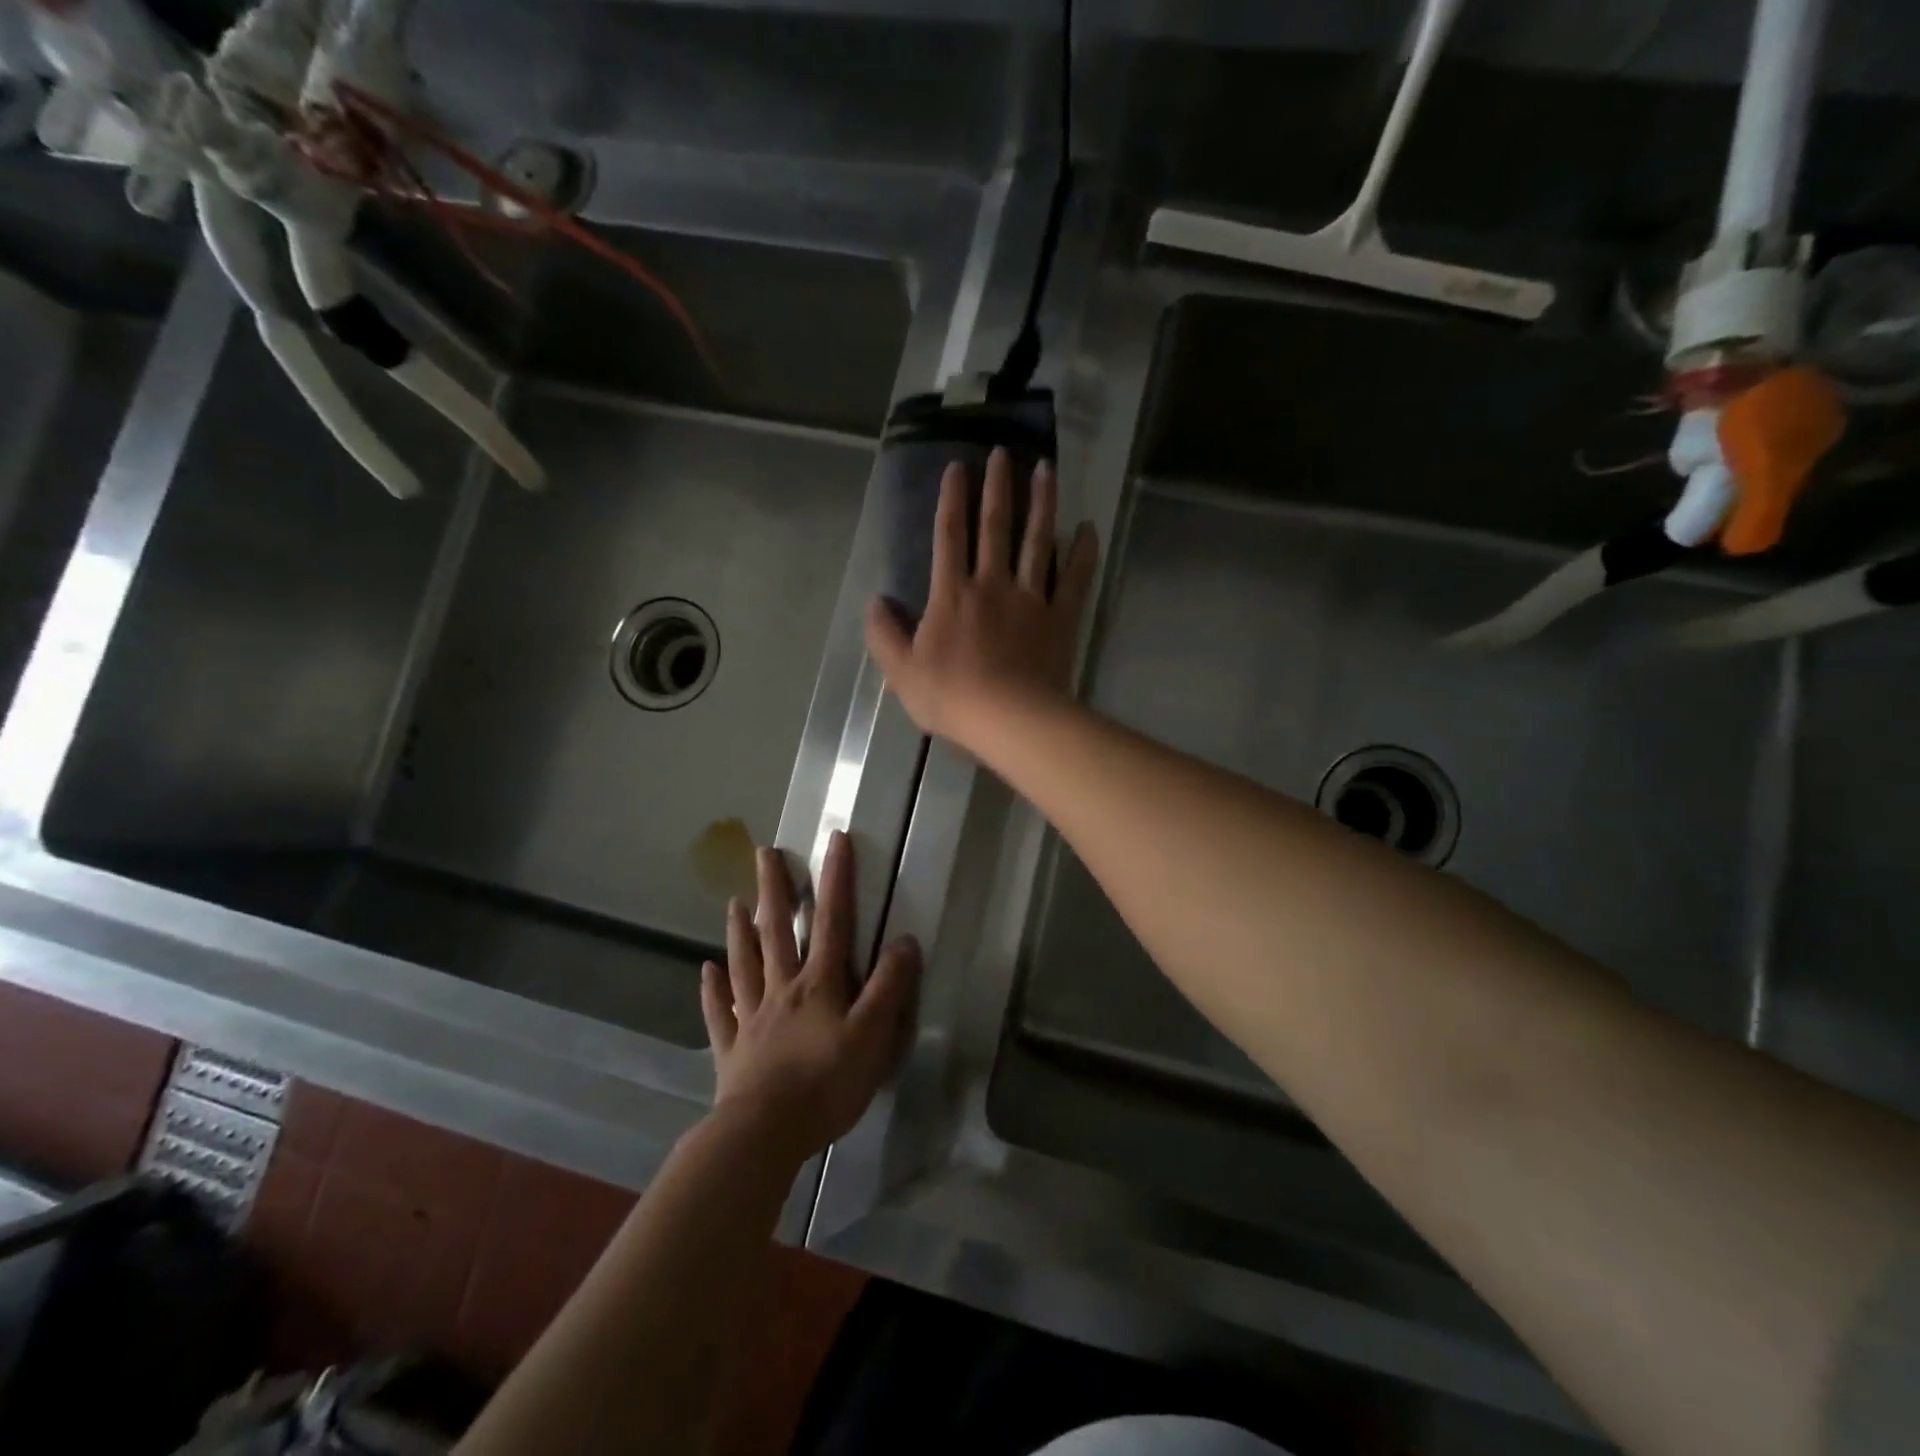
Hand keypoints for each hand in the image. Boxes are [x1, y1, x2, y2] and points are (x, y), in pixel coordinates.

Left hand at [700, 830, 919, 1164]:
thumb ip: (889, 987)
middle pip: (777, 931)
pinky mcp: (732, 1050)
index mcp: (819, 984)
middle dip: (775, 889)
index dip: (836, 879)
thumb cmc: (826, 1084)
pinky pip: (721, 1013)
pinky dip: (713, 990)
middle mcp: (782, 990)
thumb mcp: (873, 1036)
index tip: (834, 839)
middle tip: (764, 852)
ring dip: (740, 930)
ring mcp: (753, 1018)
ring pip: (745, 963)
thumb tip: (905, 940)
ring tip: (734, 900)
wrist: (765, 1134)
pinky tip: (705, 972)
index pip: (832, 921)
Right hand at [865, 446, 1098, 752]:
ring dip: (1042, 503)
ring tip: (1046, 468)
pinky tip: (1088, 528)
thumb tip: (875, 602)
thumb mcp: (901, 671)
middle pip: (995, 527)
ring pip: (1037, 541)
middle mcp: (991, 584)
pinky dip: (1082, 552)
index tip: (958, 468)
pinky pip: (1074, 578)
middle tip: (1003, 453)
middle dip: (997, 486)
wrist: (1009, 719)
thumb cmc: (952, 697)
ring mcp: (1030, 598)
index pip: (949, 536)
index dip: (952, 500)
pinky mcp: (1060, 617)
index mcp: (952, 594)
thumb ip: (883, 634)